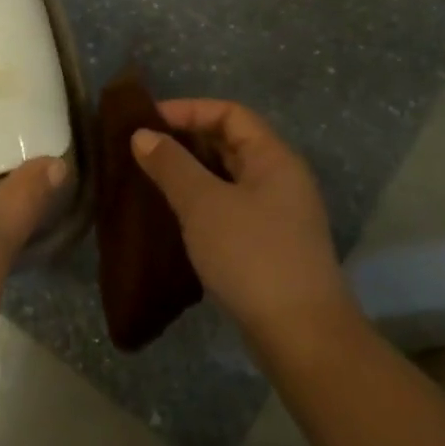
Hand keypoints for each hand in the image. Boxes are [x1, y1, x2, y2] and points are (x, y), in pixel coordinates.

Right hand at [130, 100, 353, 348]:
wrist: (301, 336)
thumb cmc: (252, 256)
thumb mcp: (204, 204)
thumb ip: (171, 165)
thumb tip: (142, 135)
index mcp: (274, 158)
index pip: (230, 114)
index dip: (189, 110)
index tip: (147, 120)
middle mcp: (281, 178)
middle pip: (231, 142)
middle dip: (187, 141)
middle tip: (143, 149)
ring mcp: (278, 214)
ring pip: (229, 177)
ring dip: (192, 173)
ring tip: (150, 179)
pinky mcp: (270, 245)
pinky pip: (230, 207)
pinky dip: (201, 202)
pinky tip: (174, 217)